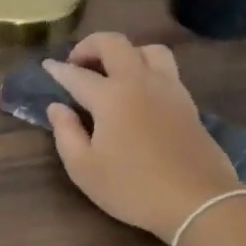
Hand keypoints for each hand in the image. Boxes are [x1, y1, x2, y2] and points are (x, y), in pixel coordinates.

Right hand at [44, 34, 241, 243]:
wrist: (199, 202)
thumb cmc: (133, 188)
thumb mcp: (84, 168)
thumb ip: (66, 133)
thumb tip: (57, 107)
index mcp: (111, 96)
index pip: (77, 74)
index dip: (58, 69)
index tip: (47, 67)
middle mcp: (140, 82)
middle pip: (115, 44)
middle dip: (90, 46)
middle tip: (78, 63)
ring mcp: (169, 89)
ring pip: (148, 50)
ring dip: (126, 53)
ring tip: (114, 72)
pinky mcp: (188, 103)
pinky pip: (166, 70)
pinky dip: (147, 69)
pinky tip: (140, 92)